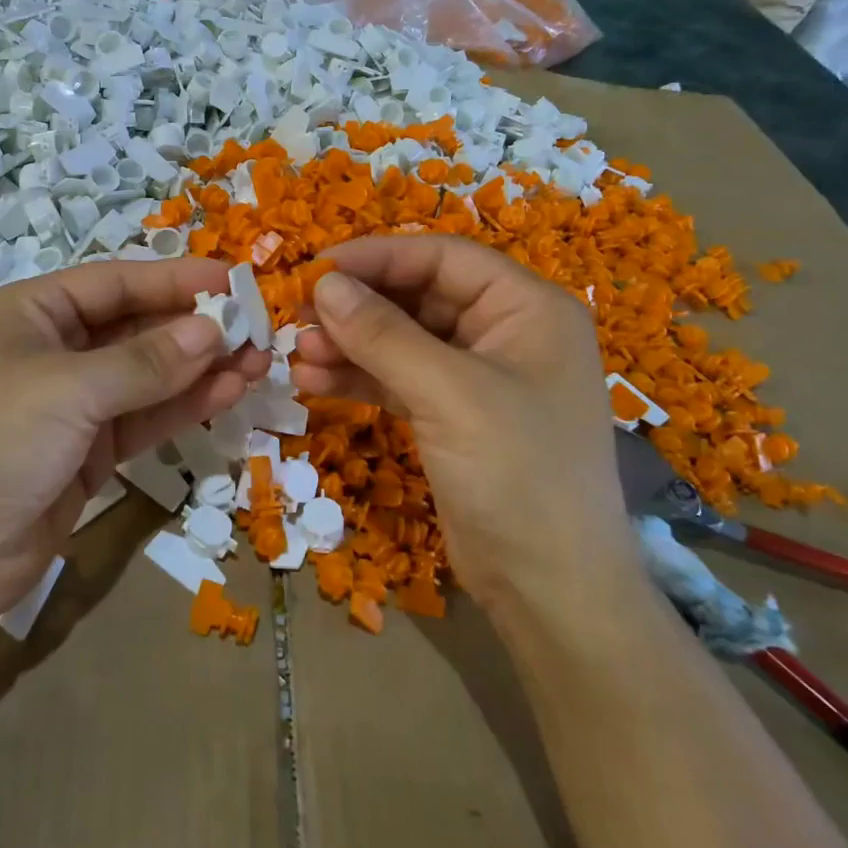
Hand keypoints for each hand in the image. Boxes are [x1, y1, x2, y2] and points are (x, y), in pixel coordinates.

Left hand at [0, 259, 269, 620]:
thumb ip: (145, 361)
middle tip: (257, 330)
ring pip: (146, 376)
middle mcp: (51, 351)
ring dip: (198, 368)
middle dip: (193, 327)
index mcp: (30, 313)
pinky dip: (182, 406)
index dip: (174, 279)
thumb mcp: (67, 390)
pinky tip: (226, 394)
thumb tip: (214, 329)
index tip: (233, 280)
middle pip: (134, 327)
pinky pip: (143, 418)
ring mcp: (70, 405)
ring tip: (256, 363)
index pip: (114, 282)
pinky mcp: (86, 452)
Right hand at [290, 236, 636, 611]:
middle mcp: (505, 333)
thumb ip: (383, 334)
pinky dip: (358, 379)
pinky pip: (397, 380)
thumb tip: (323, 283)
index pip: (443, 258)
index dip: (377, 257)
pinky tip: (312, 383)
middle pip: (418, 297)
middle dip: (357, 306)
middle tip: (297, 314)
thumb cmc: (517, 474)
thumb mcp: (448, 394)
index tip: (316, 268)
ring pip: (401, 340)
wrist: (551, 591)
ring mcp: (477, 378)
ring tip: (297, 355)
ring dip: (349, 344)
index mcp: (527, 309)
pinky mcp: (452, 417)